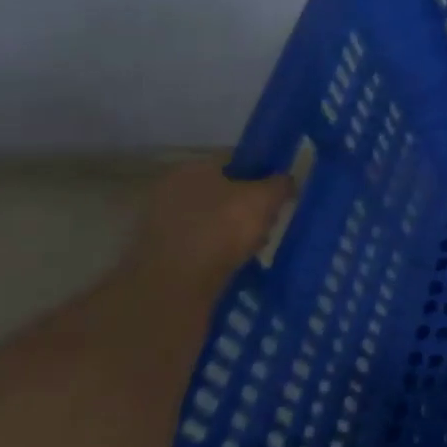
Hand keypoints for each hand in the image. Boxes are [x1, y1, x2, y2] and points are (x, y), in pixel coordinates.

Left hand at [119, 159, 292, 298]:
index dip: (263, 175)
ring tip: (255, 246)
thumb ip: (280, 184)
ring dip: (236, 230)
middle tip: (270, 222)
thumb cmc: (221, 229)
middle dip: (250, 206)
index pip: (236, 162)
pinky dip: (219, 249)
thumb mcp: (264, 199)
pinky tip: (234, 262)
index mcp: (192, 168)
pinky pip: (202, 242)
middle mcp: (171, 189)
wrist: (175, 284)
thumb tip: (285, 180)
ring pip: (214, 219)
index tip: (280, 194)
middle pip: (225, 192)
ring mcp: (161, 221)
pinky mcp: (161, 251)